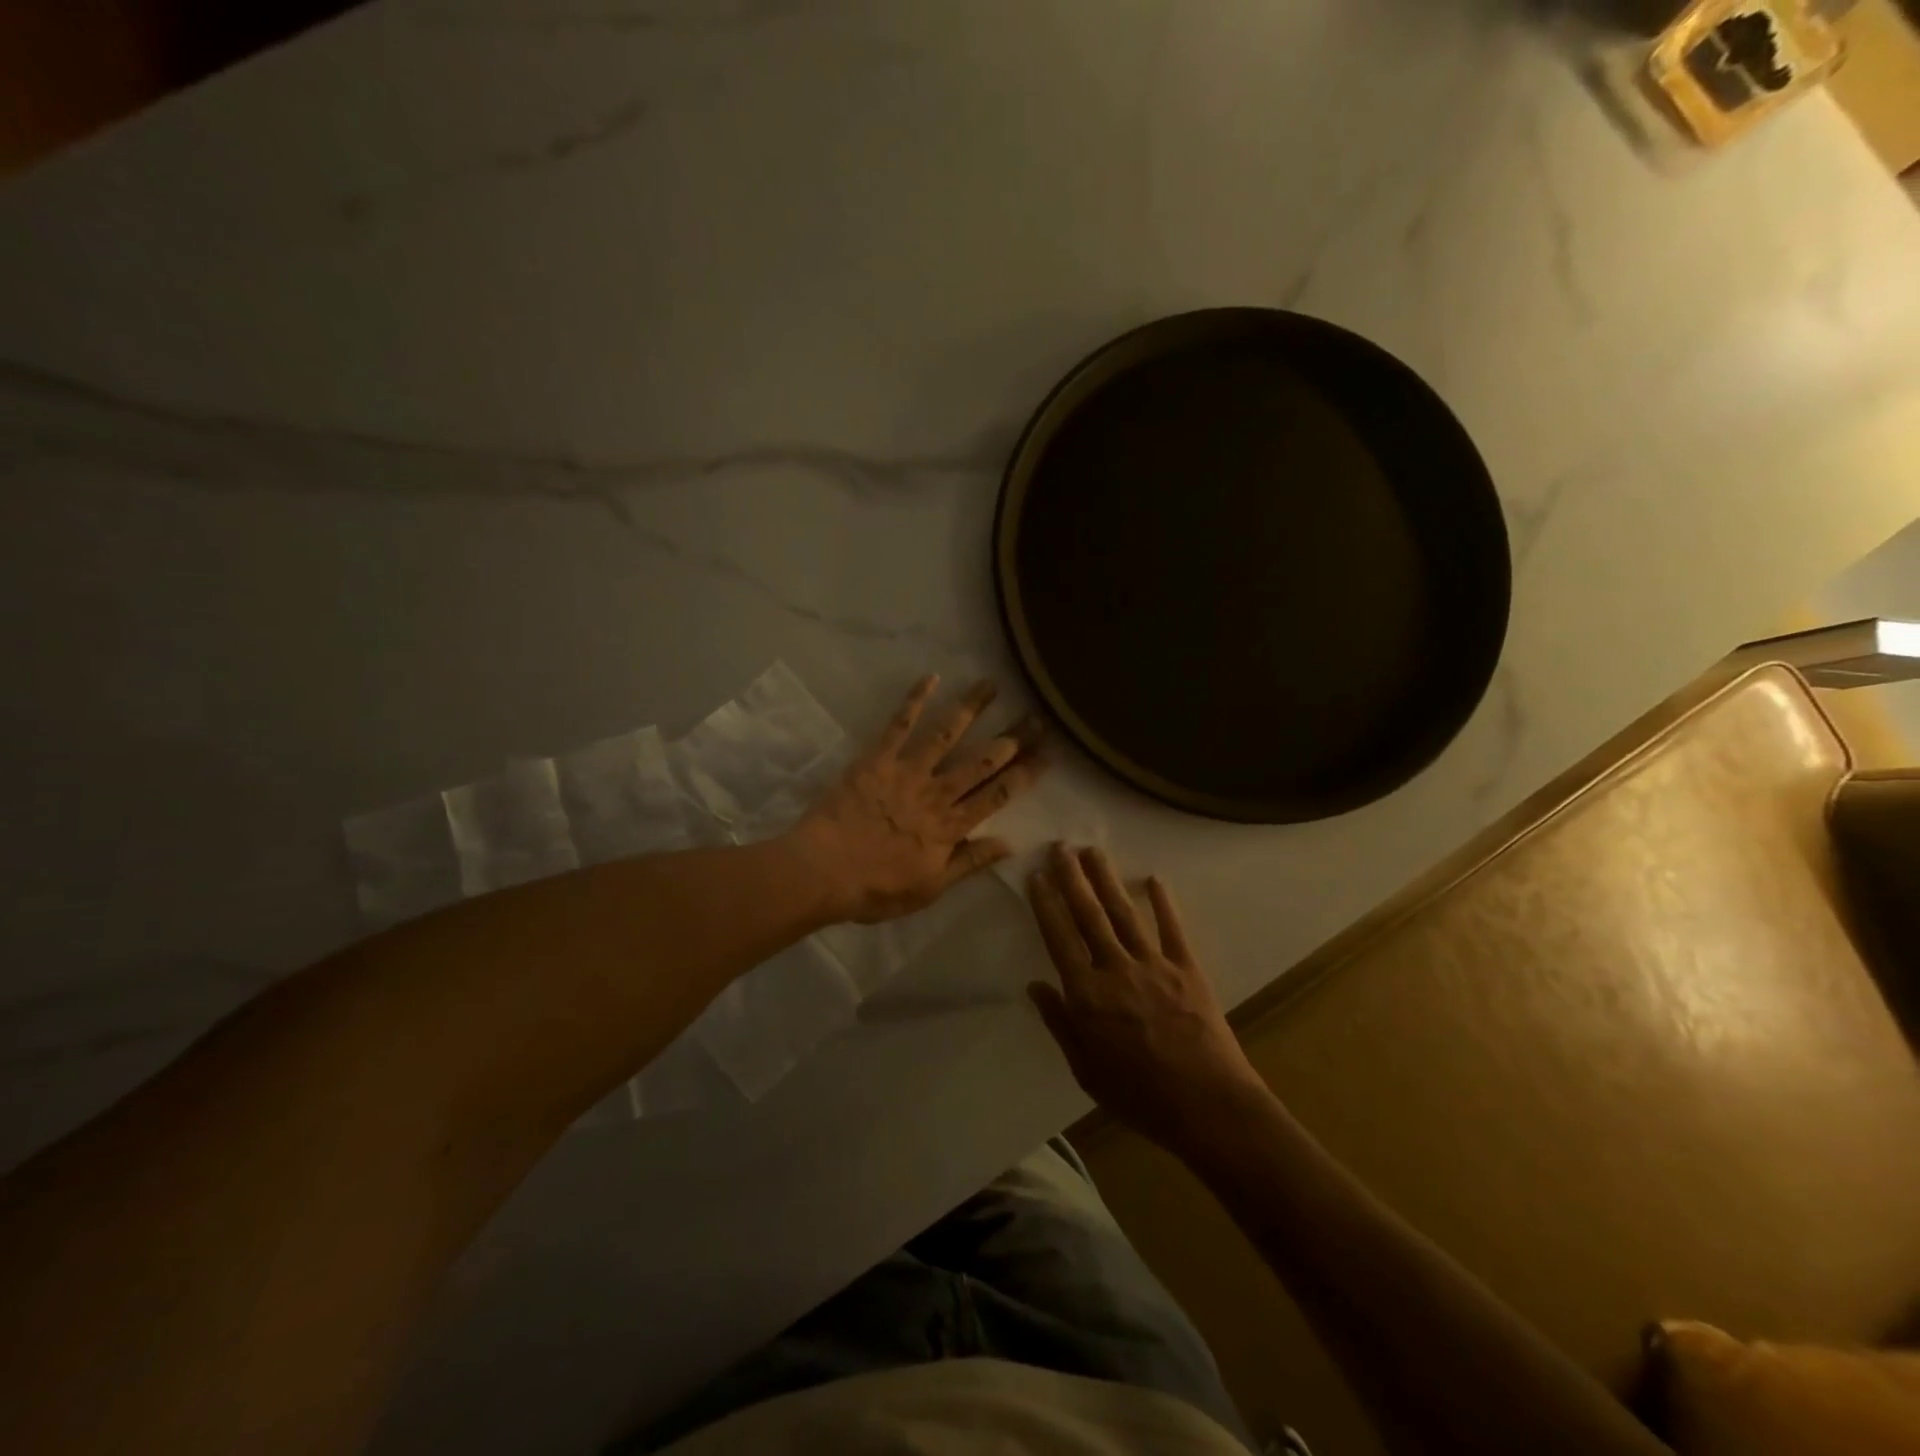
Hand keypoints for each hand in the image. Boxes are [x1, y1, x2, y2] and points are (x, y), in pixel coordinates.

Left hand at [791, 675, 1045, 924]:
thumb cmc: (876, 889)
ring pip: (946, 735)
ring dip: (971, 709)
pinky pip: (899, 725)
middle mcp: (936, 794)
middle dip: (1011, 739)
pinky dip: (915, 700)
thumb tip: (1010, 843)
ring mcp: (907, 773)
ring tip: (991, 685)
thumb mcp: (930, 888)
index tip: (1047, 756)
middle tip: (1036, 717)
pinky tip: (931, 678)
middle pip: (981, 762)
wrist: (823, 872)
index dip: (1024, 775)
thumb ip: (970, 862)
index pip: (998, 796)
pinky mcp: (877, 760)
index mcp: (951, 827)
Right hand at [1027, 845, 1265, 1151]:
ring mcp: (1154, 965)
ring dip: (1107, 879)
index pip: (1059, 938)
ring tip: (1093, 851)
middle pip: (1089, 915)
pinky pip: (1173, 929)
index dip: (1046, 904)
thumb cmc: (1139, 1095)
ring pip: (1124, 913)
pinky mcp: (1187, 969)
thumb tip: (1035, 985)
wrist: (1207, 1105)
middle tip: (1061, 846)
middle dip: (1072, 878)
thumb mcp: (1085, 1069)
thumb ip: (1060, 1023)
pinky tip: (1155, 879)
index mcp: (1087, 994)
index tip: (1036, 875)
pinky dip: (1164, 903)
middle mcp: (1116, 969)